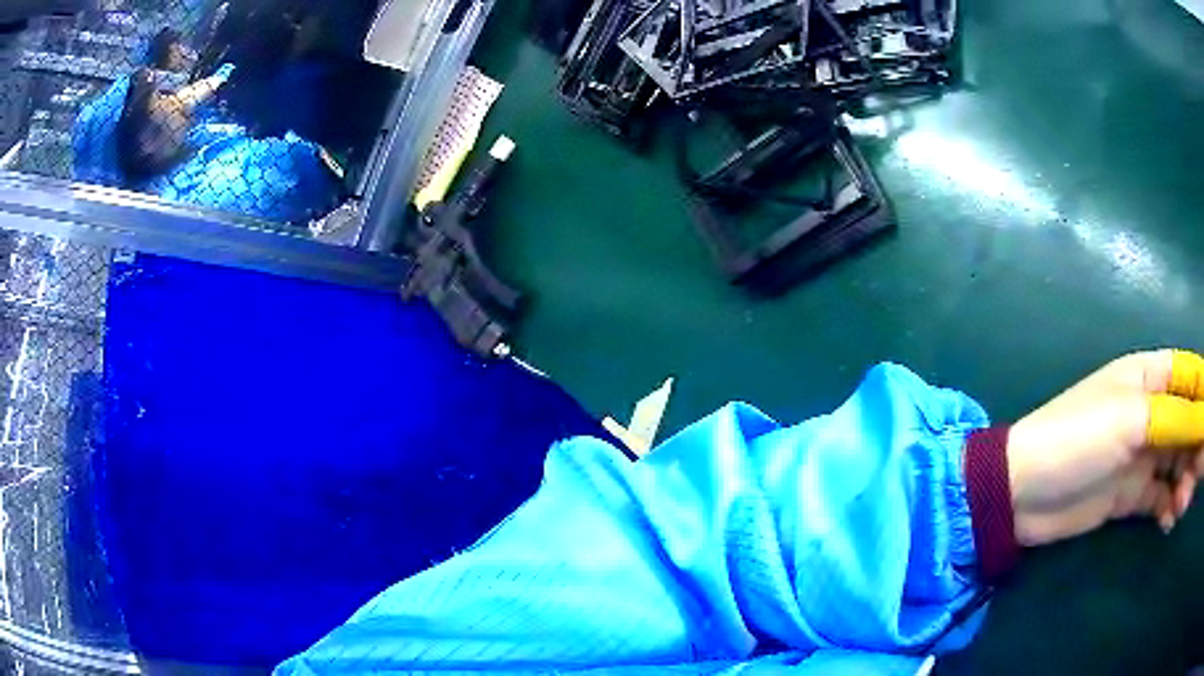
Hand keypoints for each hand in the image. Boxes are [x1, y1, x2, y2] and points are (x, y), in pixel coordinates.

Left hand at [1007, 350, 1203, 546]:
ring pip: (1178, 464)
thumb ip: (1175, 420)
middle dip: (1198, 447)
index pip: (1191, 377)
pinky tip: (1168, 520)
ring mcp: (1142, 456)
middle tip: (1199, 476)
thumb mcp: (1132, 420)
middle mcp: (1152, 413)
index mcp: (1150, 377)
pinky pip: (1161, 497)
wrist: (1023, 494)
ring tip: (1181, 504)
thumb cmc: (1078, 440)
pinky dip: (1168, 506)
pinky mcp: (1130, 494)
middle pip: (1189, 424)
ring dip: (1185, 482)